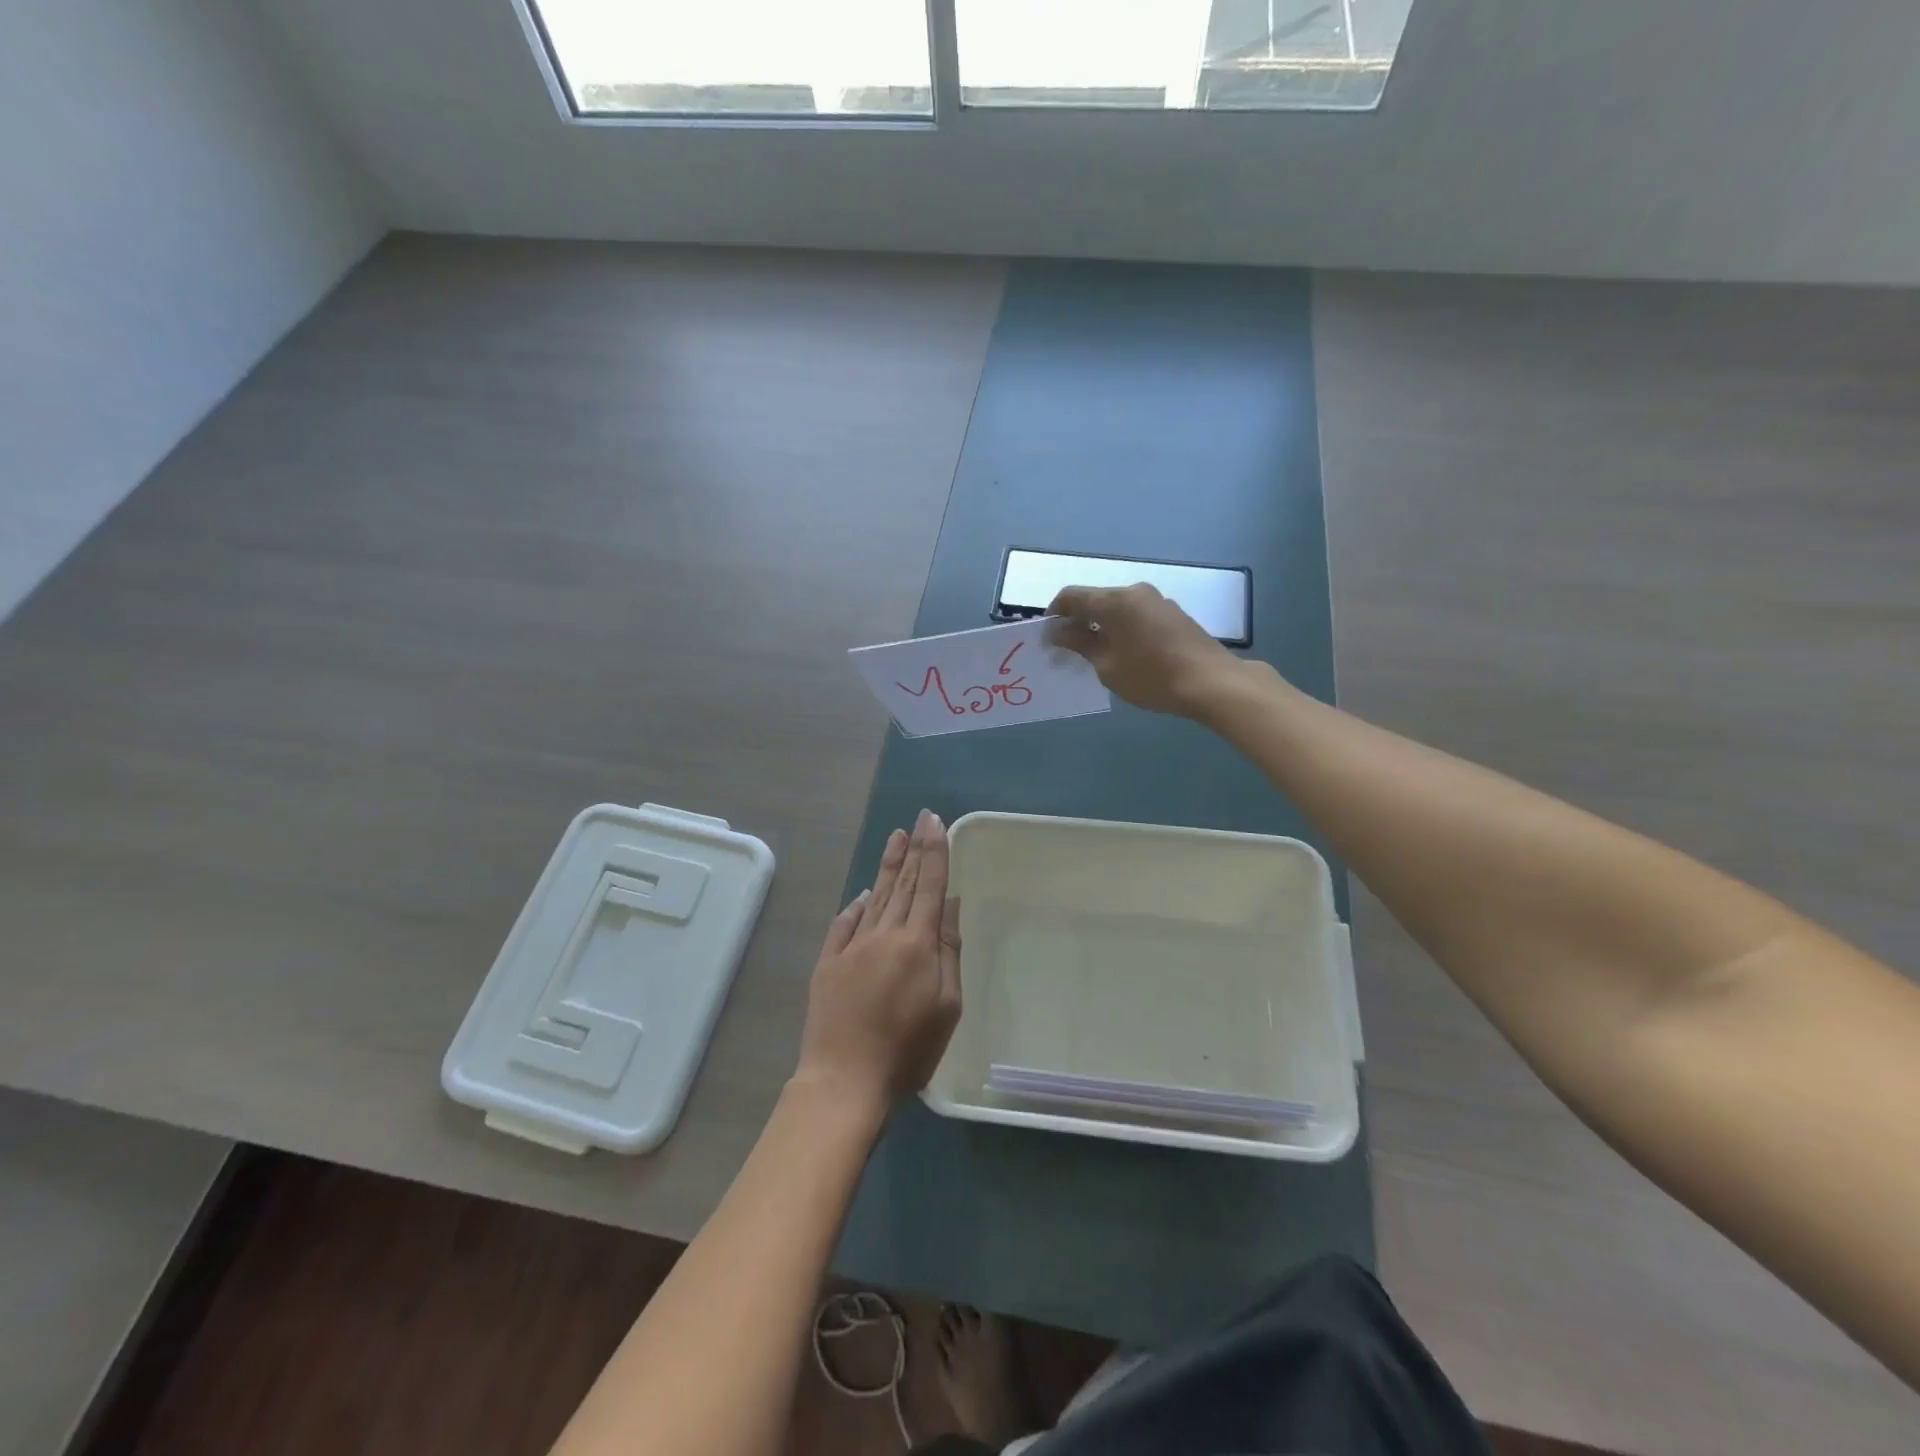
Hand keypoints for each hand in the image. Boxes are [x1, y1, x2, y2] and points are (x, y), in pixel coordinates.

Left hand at [793, 810, 961, 1117]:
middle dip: (913, 849)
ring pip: (874, 896)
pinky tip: (863, 892)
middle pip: (902, 883)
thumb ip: (949, 950)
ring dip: (887, 866)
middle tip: (918, 819)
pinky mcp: (828, 963)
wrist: (844, 1081)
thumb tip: (949, 903)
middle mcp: (883, 934)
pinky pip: (844, 923)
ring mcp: (851, 946)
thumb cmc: (908, 1050)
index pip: (929, 885)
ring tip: (895, 838)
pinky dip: (856, 905)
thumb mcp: (947, 1006)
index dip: (934, 851)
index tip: (935, 822)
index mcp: (917, 942)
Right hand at [1047, 583, 1245, 716]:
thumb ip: (1080, 644)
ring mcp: (1157, 601)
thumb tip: (1058, 631)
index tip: (1047, 638)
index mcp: (1115, 601)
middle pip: (1095, 600)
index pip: (1071, 596)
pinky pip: (1136, 615)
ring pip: (1117, 608)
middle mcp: (1135, 592)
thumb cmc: (1152, 677)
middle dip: (1077, 621)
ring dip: (1101, 625)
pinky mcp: (1173, 614)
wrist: (1212, 683)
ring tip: (1096, 654)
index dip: (1053, 614)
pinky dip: (1122, 628)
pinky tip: (1124, 653)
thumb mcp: (1108, 666)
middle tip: (1068, 650)